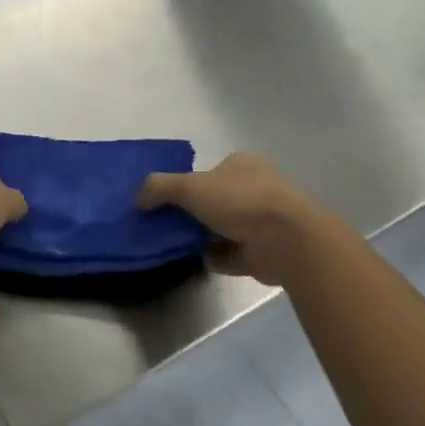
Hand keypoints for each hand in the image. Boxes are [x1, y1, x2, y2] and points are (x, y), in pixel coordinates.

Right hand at [138, 152, 338, 285]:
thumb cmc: (240, 200)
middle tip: (165, 225)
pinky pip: (231, 254)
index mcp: (243, 165)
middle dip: (192, 214)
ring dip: (202, 238)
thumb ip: (159, 188)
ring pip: (222, 228)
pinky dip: (216, 258)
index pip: (210, 171)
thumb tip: (138, 199)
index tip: (165, 202)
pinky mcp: (264, 251)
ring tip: (175, 245)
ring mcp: (262, 222)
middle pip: (214, 201)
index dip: (187, 184)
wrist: (286, 240)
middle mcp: (256, 189)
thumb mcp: (190, 187)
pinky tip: (197, 260)